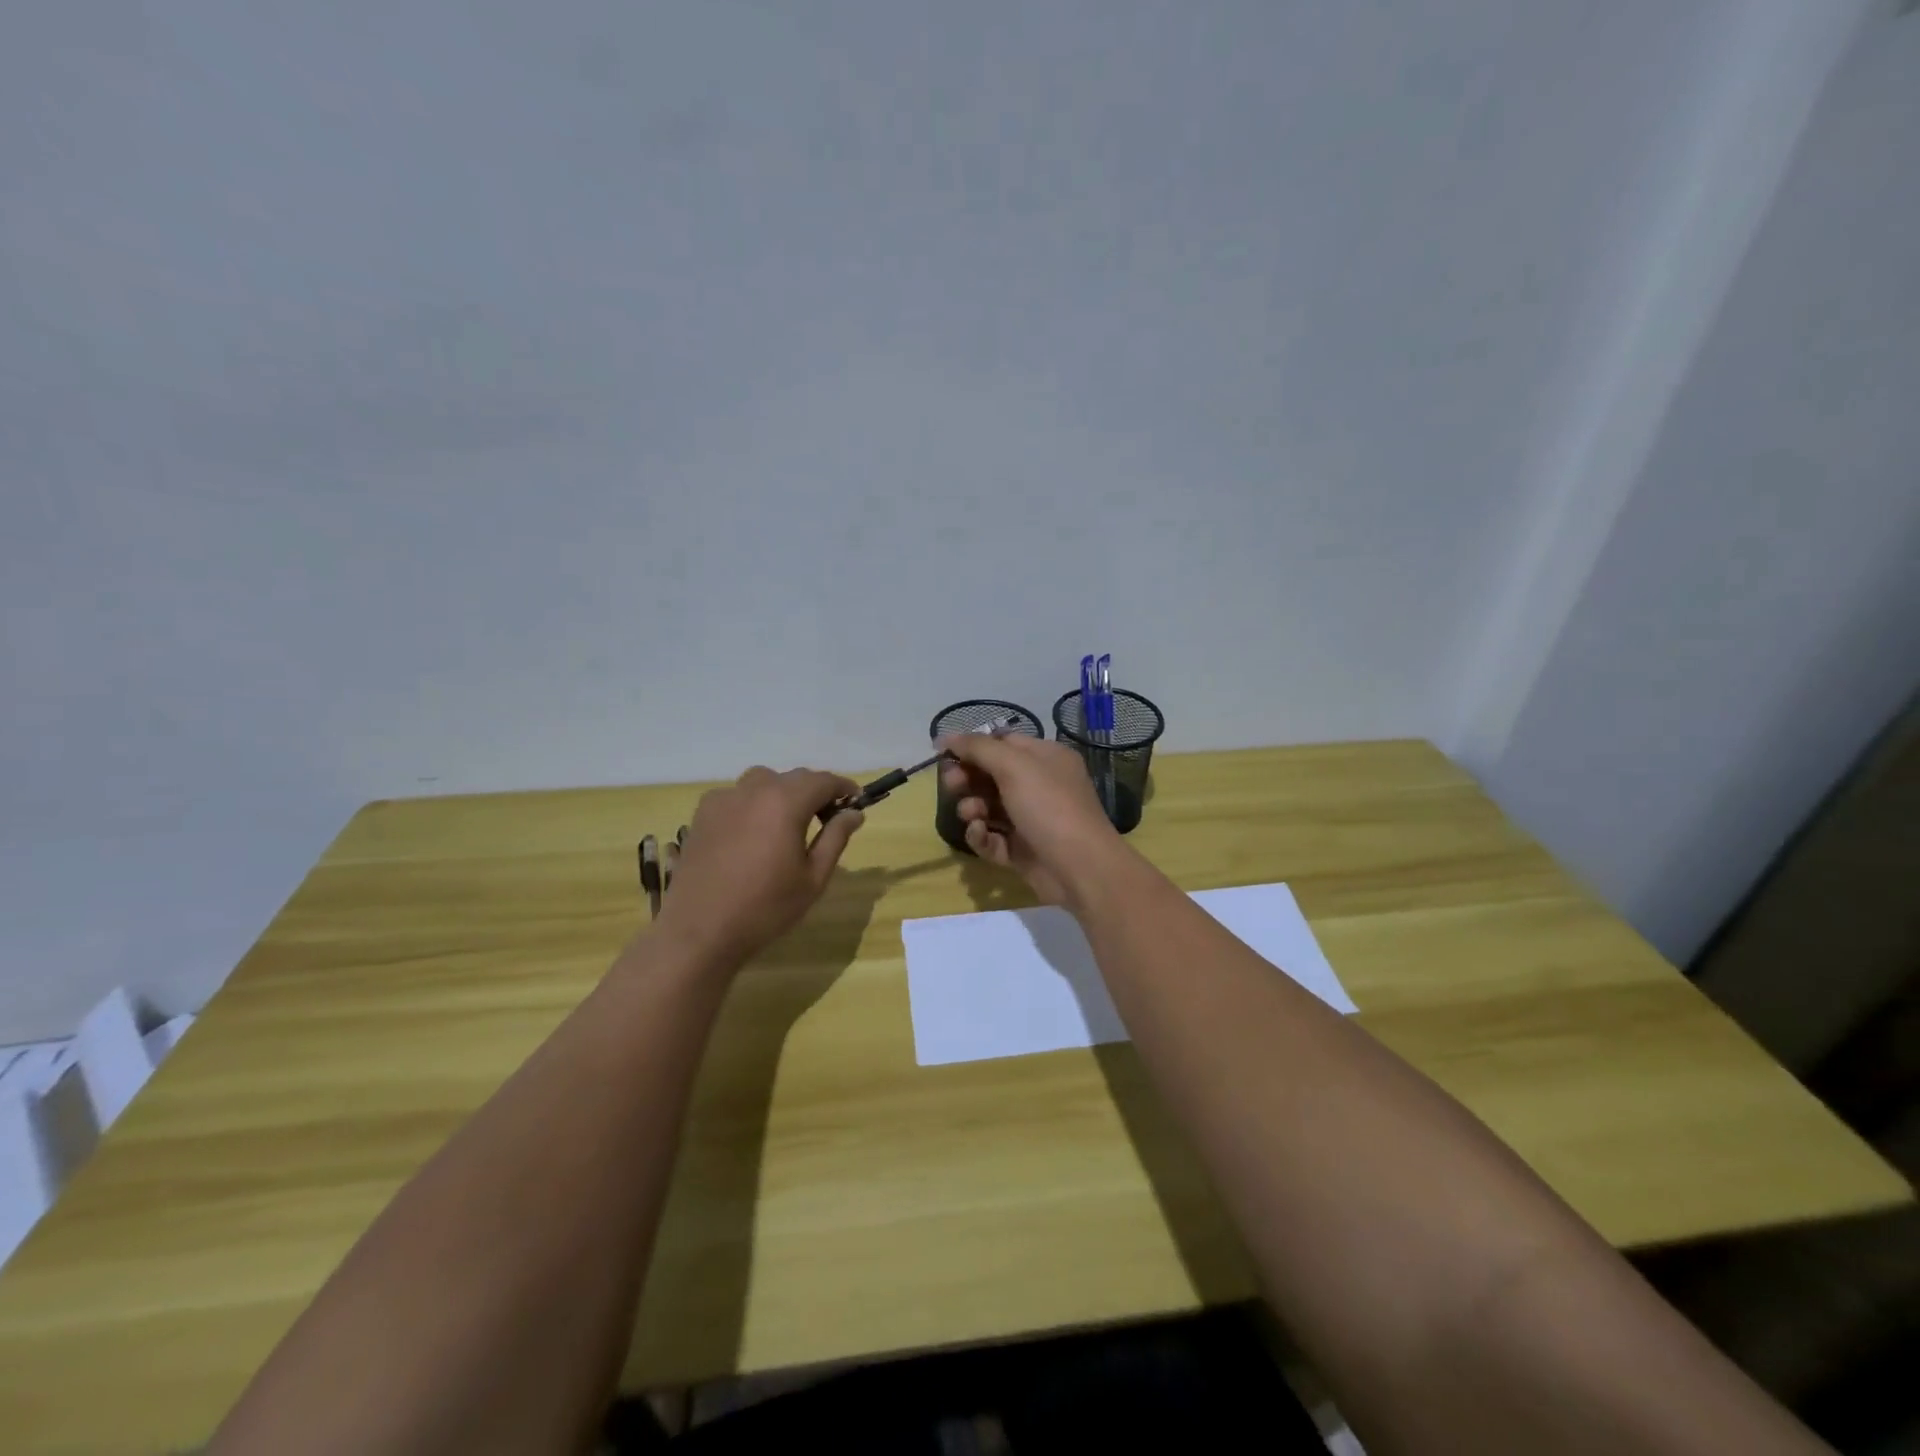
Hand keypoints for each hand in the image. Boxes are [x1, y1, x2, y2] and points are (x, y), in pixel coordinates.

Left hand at [653, 766, 864, 970]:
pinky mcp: (702, 814)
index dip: (843, 787)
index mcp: (785, 802)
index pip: (823, 780)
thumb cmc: (765, 907)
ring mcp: (723, 799)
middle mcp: (754, 790)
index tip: (855, 802)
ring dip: (782, 793)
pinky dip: (753, 804)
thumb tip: (853, 813)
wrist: (699, 931)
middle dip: (814, 791)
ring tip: (787, 823)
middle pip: (793, 778)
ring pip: (763, 782)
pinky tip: (752, 833)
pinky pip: (736, 796)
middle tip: (827, 818)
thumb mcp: (813, 877)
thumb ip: (835, 838)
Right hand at [939, 733, 1123, 905]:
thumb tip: (947, 737)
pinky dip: (982, 835)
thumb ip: (978, 748)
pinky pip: (992, 837)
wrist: (1080, 868)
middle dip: (967, 779)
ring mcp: (1030, 819)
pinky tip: (981, 835)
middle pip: (991, 775)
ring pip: (988, 807)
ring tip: (972, 816)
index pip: (1002, 743)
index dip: (972, 747)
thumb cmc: (1049, 806)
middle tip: (952, 785)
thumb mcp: (1014, 766)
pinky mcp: (1021, 850)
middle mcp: (1039, 785)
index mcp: (1045, 758)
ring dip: (972, 808)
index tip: (943, 754)